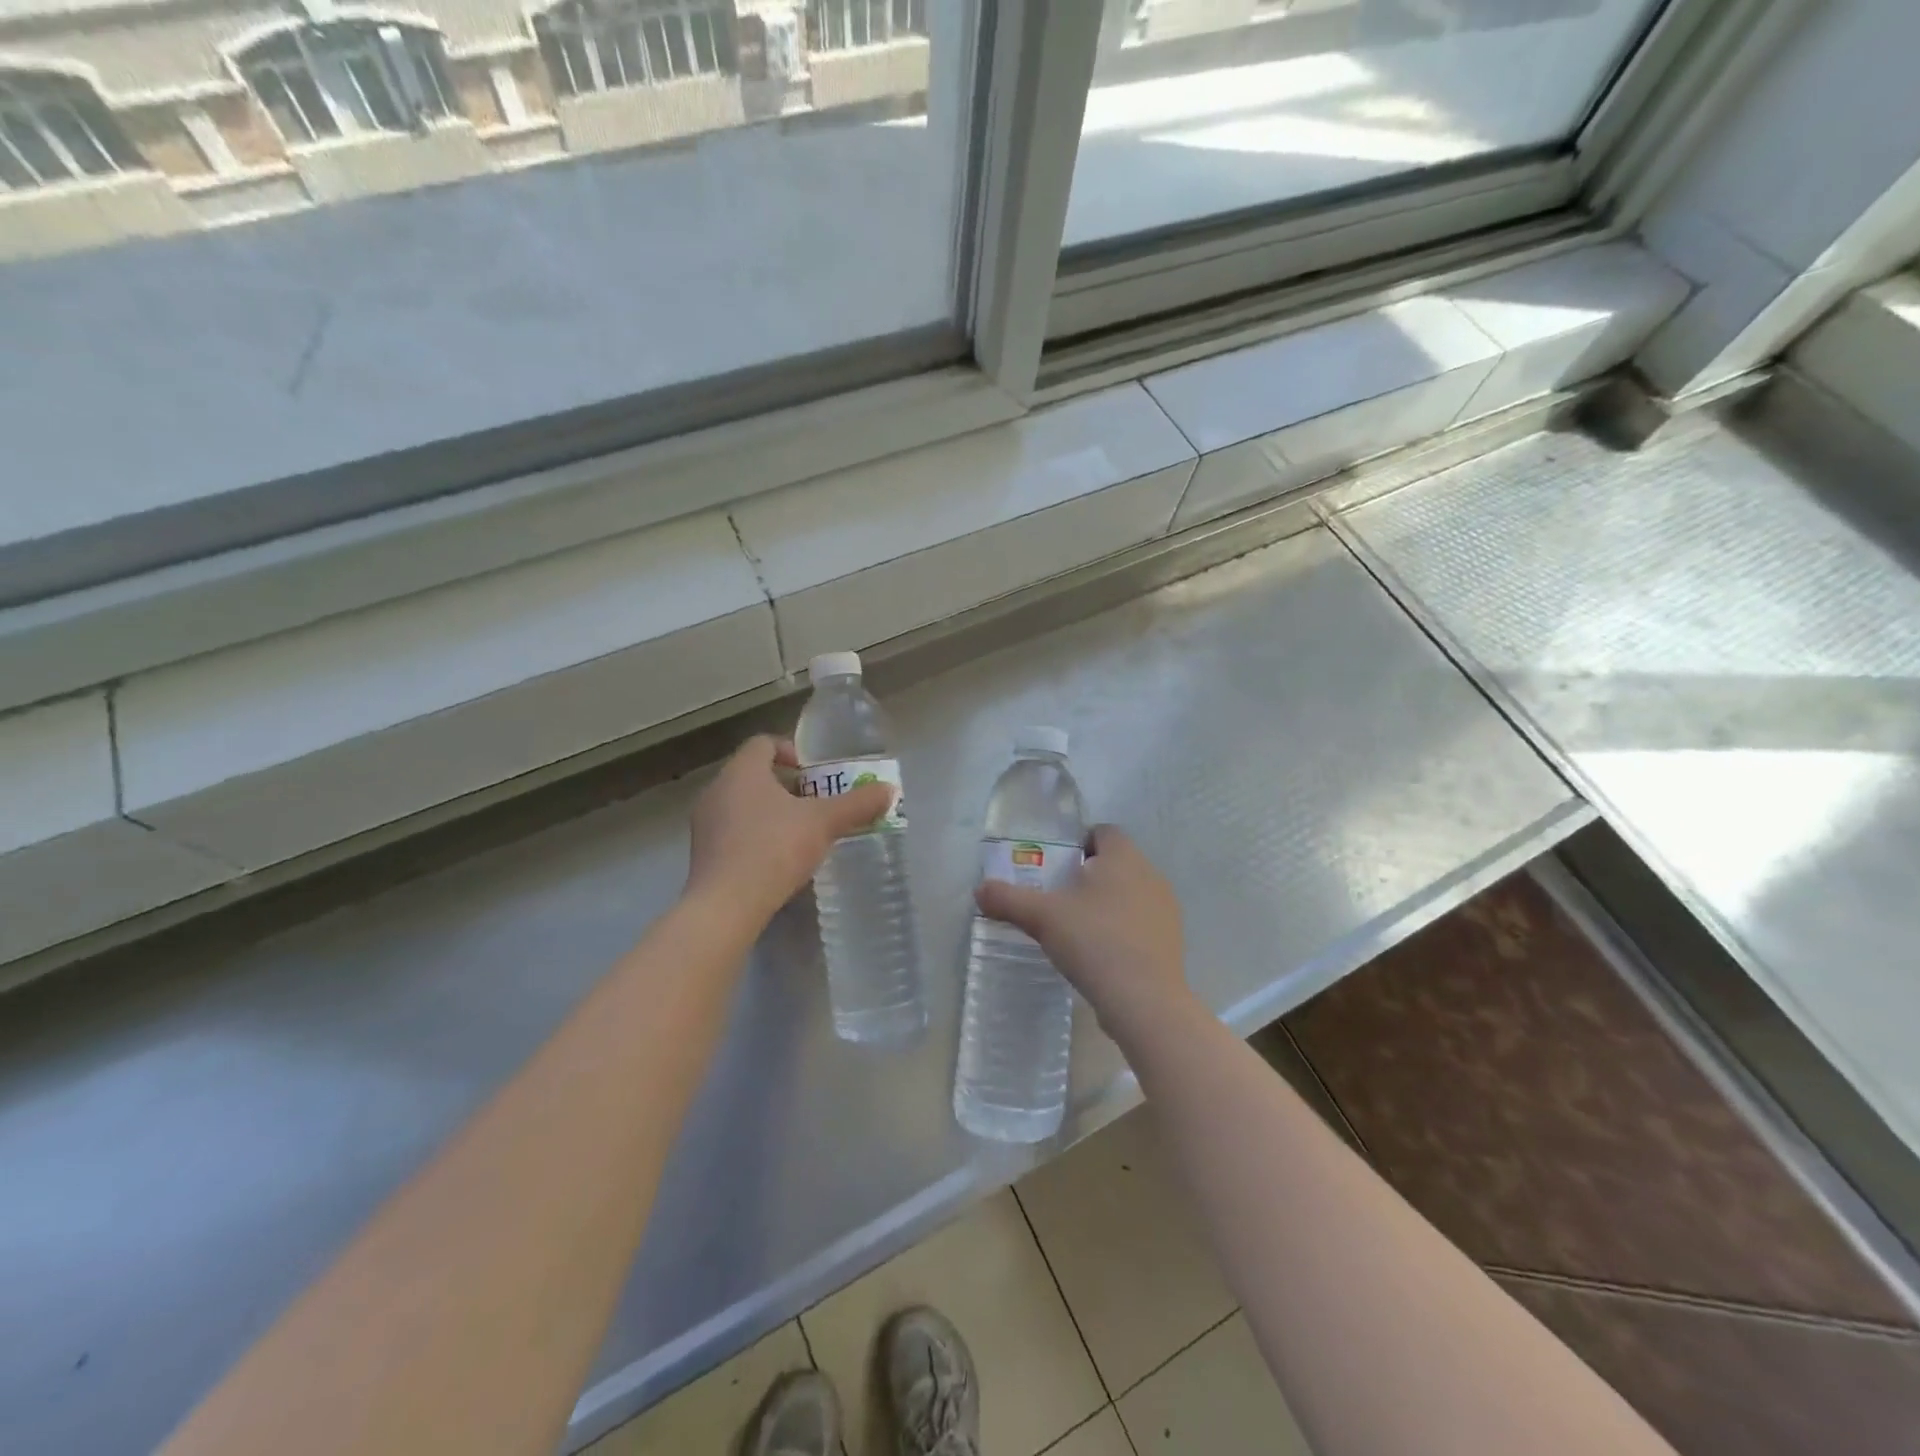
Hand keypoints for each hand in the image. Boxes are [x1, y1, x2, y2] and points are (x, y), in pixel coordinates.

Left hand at [686, 735, 895, 927]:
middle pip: (753, 774)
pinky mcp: (702, 854)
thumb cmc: (774, 849)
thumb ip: (857, 804)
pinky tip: (777, 860)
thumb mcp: (824, 823)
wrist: (726, 905)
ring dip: (770, 812)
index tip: (813, 772)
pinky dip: (755, 837)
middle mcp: (717, 790)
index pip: (763, 743)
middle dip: (786, 786)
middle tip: (815, 803)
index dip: (790, 750)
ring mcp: (705, 823)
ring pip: (742, 805)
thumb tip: (889, 790)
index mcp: (742, 771)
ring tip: (800, 833)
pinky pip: (733, 832)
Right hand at [975, 825, 1194, 1038]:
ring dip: (1105, 903)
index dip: (1078, 842)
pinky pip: (1140, 922)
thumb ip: (1008, 899)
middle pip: (1115, 863)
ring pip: (1129, 893)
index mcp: (1123, 857)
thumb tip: (979, 889)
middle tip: (1057, 898)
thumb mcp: (1041, 917)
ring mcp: (1165, 908)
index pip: (1103, 832)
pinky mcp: (1171, 940)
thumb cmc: (1093, 941)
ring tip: (1077, 929)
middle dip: (1087, 875)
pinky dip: (1121, 929)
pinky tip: (1100, 954)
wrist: (1144, 1000)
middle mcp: (1150, 874)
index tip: (1055, 866)